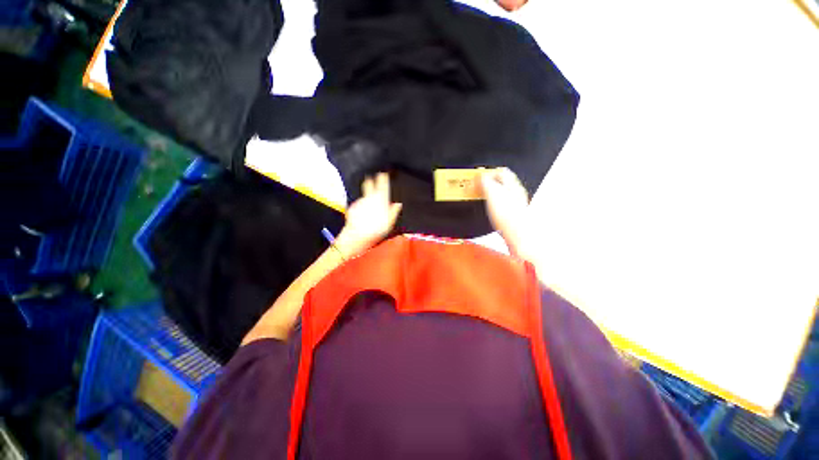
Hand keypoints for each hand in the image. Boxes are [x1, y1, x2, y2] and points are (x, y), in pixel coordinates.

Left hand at [336, 173, 402, 257]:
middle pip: (369, 183)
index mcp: (380, 200)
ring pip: (364, 193)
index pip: (382, 183)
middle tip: (374, 179)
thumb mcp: (389, 223)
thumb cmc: (376, 230)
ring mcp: (360, 201)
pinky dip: (363, 204)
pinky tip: (364, 211)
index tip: (384, 173)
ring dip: (367, 193)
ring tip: (371, 200)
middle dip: (371, 180)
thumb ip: (393, 211)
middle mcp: (369, 197)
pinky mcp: (353, 206)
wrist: (356, 236)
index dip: (383, 177)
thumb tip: (398, 203)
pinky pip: (360, 202)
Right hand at [481, 168, 530, 258]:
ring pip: (503, 194)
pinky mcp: (513, 217)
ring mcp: (516, 206)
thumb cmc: (509, 217)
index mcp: (513, 185)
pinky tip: (488, 211)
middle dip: (490, 183)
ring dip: (491, 194)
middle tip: (478, 186)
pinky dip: (493, 205)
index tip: (478, 176)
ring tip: (481, 197)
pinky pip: (502, 206)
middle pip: (503, 183)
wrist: (520, 238)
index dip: (489, 172)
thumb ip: (486, 182)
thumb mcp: (493, 194)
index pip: (502, 171)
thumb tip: (480, 175)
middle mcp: (516, 194)